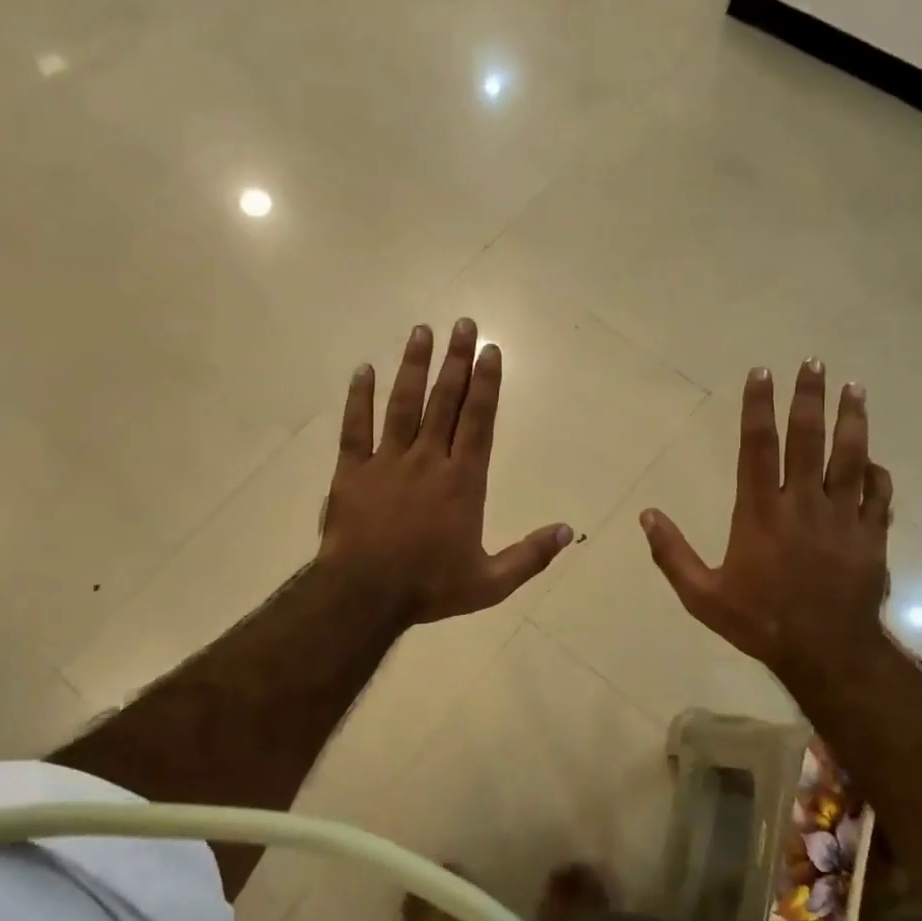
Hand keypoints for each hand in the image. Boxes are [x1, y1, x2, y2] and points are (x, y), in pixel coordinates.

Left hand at [318, 319, 573, 624]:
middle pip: (444, 402)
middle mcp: (428, 461)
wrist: (364, 596)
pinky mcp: (352, 472)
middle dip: (456, 361)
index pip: (478, 421)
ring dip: (413, 367)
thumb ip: (530, 556)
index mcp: (462, 482)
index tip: (491, 350)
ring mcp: (387, 462)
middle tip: (463, 324)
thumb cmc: (429, 588)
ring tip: (422, 331)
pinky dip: (358, 398)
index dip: (486, 384)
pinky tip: (363, 369)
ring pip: (403, 404)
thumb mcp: (490, 583)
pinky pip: (355, 428)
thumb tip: (569, 531)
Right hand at [640, 362, 893, 689]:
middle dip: (809, 397)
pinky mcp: (872, 535)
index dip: (758, 407)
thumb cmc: (760, 621)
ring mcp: (843, 517)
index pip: (758, 447)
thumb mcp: (702, 595)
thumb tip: (646, 515)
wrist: (826, 652)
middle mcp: (803, 503)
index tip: (761, 374)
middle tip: (814, 363)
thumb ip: (672, 554)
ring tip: (855, 387)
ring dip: (852, 419)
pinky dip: (877, 472)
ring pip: (851, 456)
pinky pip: (878, 493)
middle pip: (808, 438)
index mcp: (760, 512)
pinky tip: (873, 459)